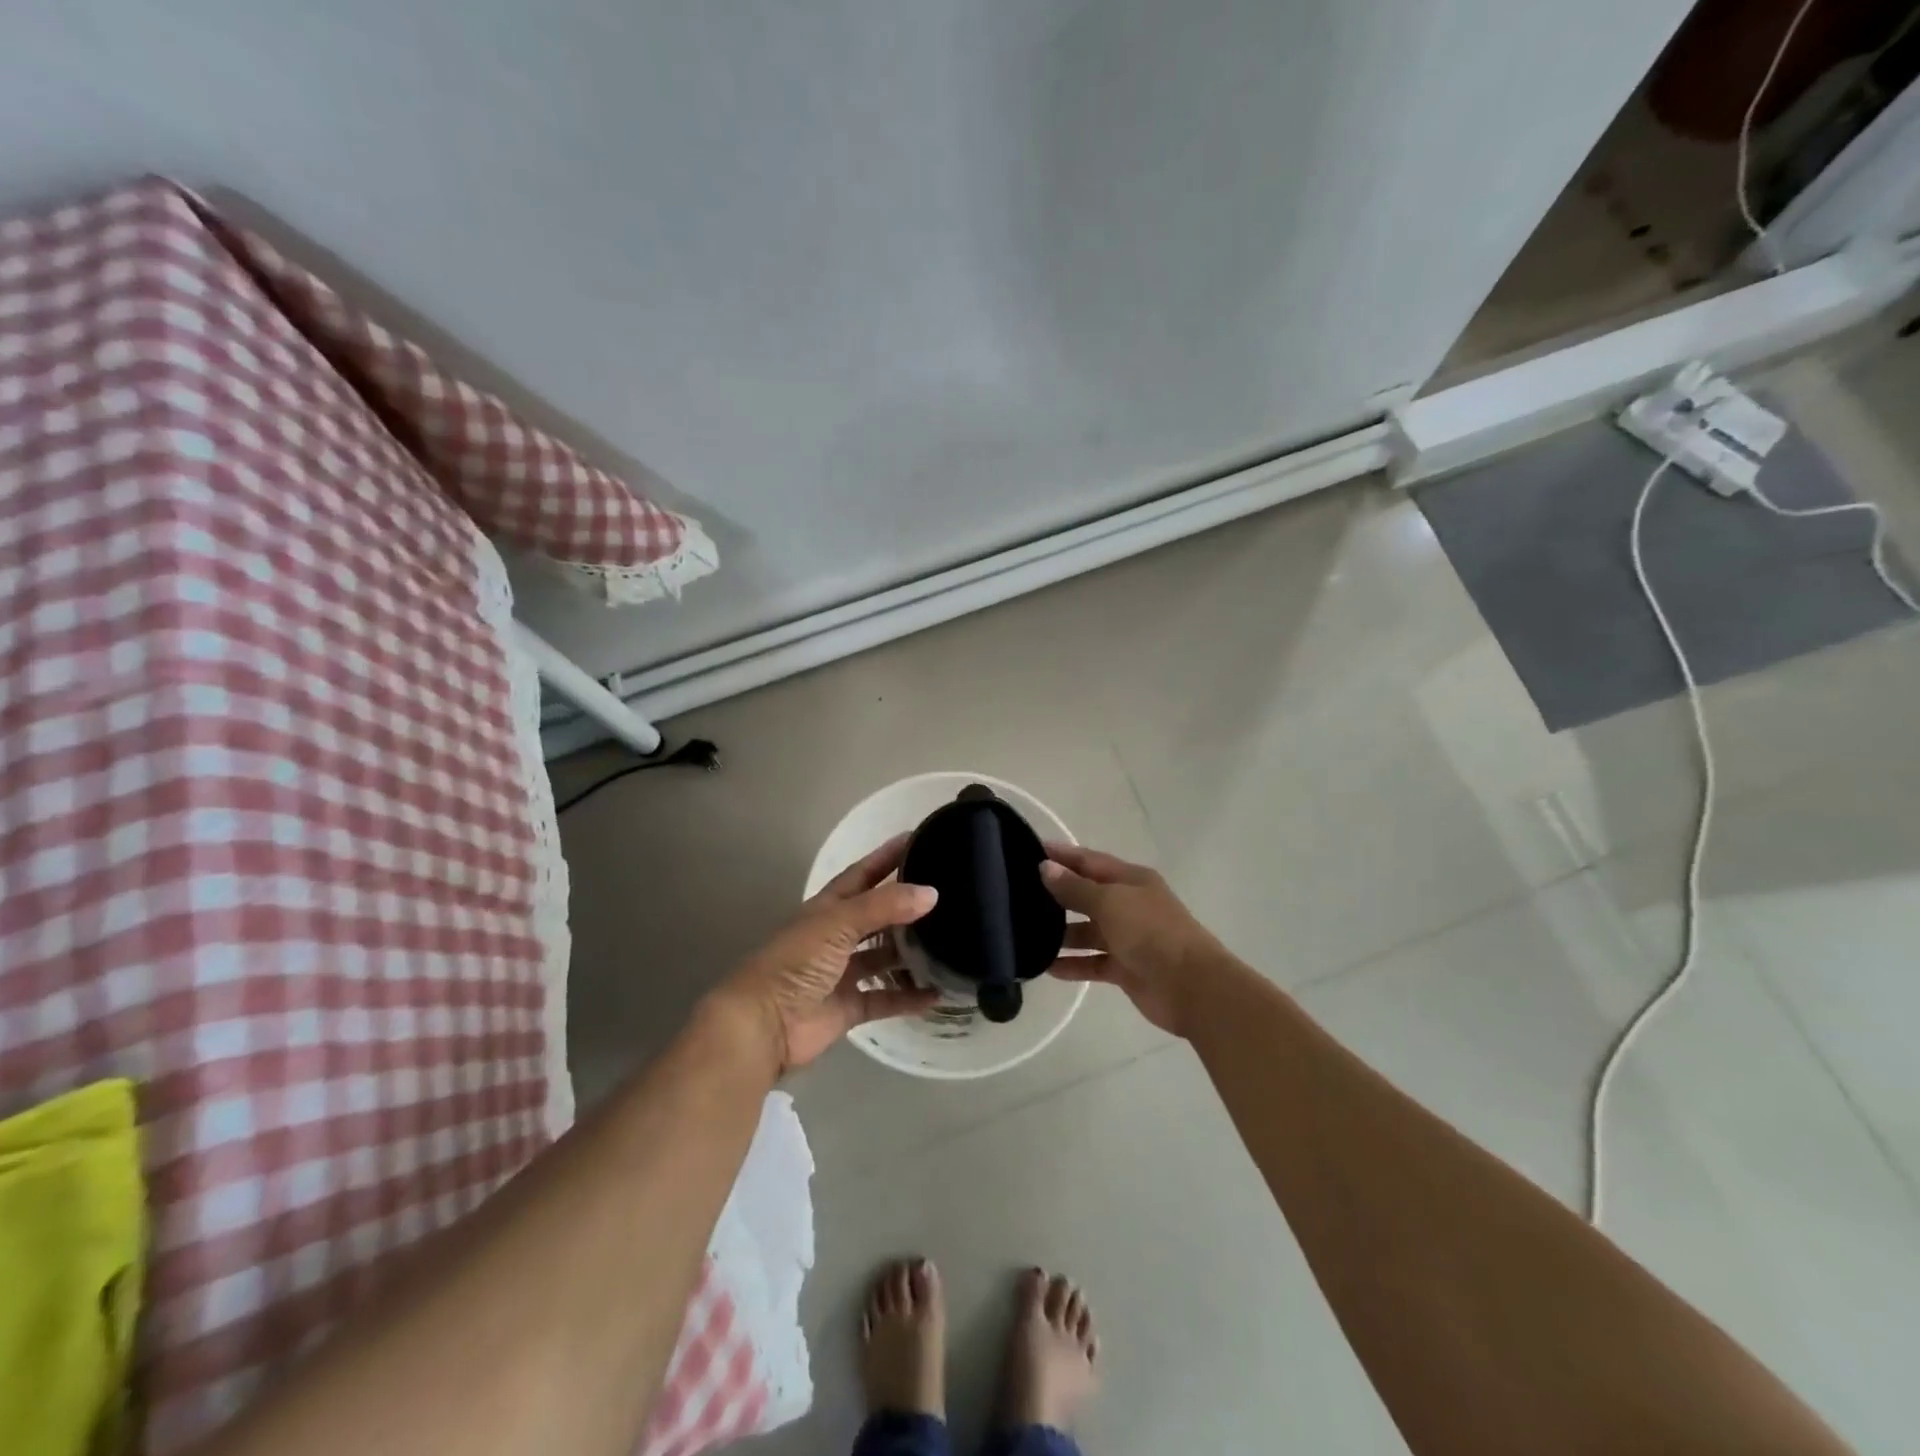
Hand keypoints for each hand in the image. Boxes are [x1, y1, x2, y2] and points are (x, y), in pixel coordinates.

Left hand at [711, 833, 941, 1072]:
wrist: (764, 1024)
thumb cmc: (796, 962)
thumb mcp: (839, 923)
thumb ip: (884, 906)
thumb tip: (931, 892)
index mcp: (828, 908)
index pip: (862, 874)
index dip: (886, 856)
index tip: (917, 839)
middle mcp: (836, 936)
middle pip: (877, 915)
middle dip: (905, 904)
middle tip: (945, 893)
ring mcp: (842, 972)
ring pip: (883, 957)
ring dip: (910, 952)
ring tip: (949, 941)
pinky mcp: (849, 1007)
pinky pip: (885, 998)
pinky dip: (908, 997)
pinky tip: (937, 993)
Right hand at [1041, 842, 1234, 1037]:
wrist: (1191, 986)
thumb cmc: (1151, 932)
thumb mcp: (1110, 902)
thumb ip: (1075, 888)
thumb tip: (1045, 867)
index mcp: (1131, 880)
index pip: (1089, 860)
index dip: (1061, 855)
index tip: (1028, 850)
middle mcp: (1128, 904)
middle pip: (1086, 895)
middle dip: (1056, 894)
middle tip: (1017, 894)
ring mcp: (1127, 938)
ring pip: (1086, 931)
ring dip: (1060, 934)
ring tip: (1024, 934)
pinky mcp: (1125, 969)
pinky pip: (1092, 963)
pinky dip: (1072, 964)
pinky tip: (1045, 967)